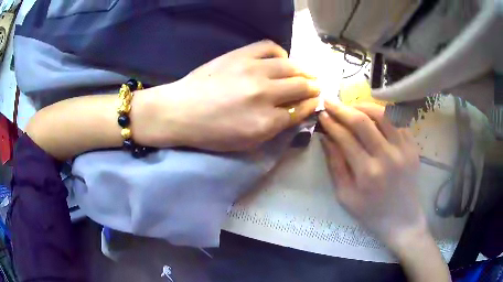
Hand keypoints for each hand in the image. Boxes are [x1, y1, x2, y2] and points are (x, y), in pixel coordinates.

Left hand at [132, 40, 319, 150]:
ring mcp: (253, 70)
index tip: (315, 102)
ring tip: (304, 73)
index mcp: (265, 122)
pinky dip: (280, 53)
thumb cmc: (211, 133)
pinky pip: (270, 47)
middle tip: (315, 87)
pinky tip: (280, 60)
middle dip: (313, 87)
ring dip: (303, 70)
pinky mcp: (240, 55)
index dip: (311, 105)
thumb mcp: (246, 142)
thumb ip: (274, 128)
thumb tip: (294, 112)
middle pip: (301, 86)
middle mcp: (264, 94)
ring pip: (291, 66)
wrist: (180, 111)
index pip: (300, 110)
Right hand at [319, 102, 425, 246]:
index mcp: (368, 173)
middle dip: (343, 108)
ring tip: (352, 107)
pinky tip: (374, 118)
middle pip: (363, 121)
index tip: (322, 114)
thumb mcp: (346, 196)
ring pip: (382, 115)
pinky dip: (384, 115)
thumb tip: (326, 138)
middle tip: (330, 101)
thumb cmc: (371, 213)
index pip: (345, 138)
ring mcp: (404, 150)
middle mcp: (387, 157)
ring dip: (363, 106)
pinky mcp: (413, 147)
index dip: (331, 123)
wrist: (403, 220)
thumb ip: (335, 166)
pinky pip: (397, 122)